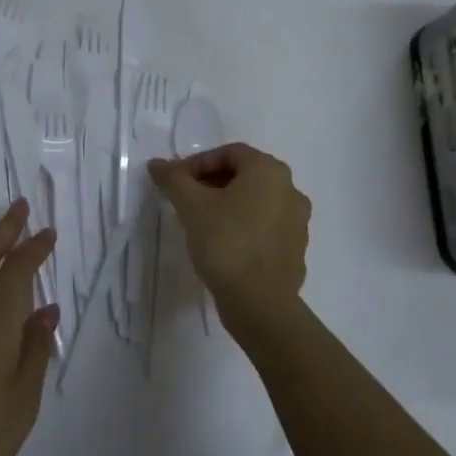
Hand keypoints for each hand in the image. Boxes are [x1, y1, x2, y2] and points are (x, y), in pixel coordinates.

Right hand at [148, 143, 310, 346]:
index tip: (177, 182)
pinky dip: (243, 226)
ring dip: (227, 204)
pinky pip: (265, 227)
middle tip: (186, 200)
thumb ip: (174, 179)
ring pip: (256, 202)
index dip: (198, 163)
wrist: (260, 303)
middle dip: (212, 183)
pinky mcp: (295, 250)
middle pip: (244, 175)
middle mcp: (290, 190)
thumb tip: (157, 164)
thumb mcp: (191, 206)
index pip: (230, 152)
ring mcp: (298, 222)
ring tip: (200, 223)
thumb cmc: (225, 242)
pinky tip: (222, 245)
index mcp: (269, 171)